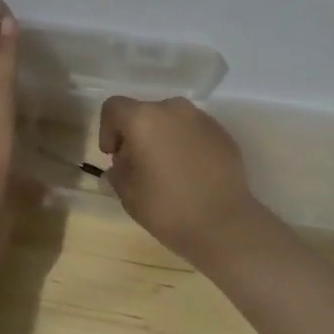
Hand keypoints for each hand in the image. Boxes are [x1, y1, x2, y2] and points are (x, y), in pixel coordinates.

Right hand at [98, 96, 265, 264]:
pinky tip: (191, 173)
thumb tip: (119, 166)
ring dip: (162, 137)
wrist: (226, 225)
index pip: (114, 108)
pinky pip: (194, 131)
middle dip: (136, 135)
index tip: (114, 157)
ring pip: (171, 120)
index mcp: (143, 119)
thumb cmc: (169, 209)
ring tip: (167, 170)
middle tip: (138, 166)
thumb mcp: (129, 195)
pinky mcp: (222, 133)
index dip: (107, 130)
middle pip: (144, 112)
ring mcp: (201, 118)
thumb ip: (117, 173)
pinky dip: (185, 144)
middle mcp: (172, 109)